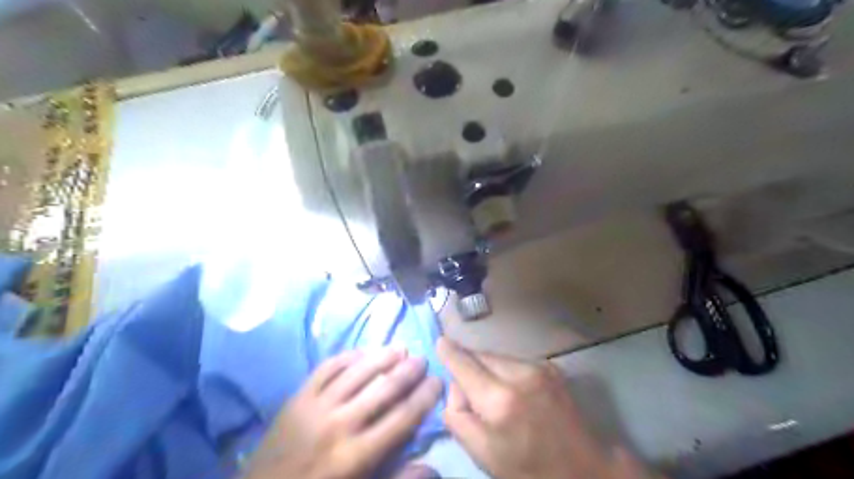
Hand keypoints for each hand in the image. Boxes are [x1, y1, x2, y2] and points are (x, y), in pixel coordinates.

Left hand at [247, 348, 443, 478]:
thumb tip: (433, 469)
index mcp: (357, 455)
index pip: (402, 417)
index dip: (424, 397)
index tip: (437, 381)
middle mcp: (340, 424)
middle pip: (384, 388)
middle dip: (408, 371)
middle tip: (422, 359)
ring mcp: (316, 406)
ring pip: (358, 372)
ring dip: (382, 357)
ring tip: (400, 348)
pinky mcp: (298, 397)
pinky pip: (327, 368)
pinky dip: (348, 357)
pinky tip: (362, 352)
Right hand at [437, 336, 655, 478]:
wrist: (583, 469)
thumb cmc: (527, 468)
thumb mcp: (482, 453)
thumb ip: (457, 415)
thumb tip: (455, 385)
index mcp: (499, 399)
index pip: (464, 364)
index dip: (449, 352)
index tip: (439, 342)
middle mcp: (519, 373)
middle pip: (480, 355)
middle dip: (468, 363)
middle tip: (465, 383)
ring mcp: (539, 367)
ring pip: (497, 356)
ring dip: (488, 367)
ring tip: (492, 391)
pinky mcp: (551, 367)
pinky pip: (515, 361)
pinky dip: (506, 369)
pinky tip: (513, 390)